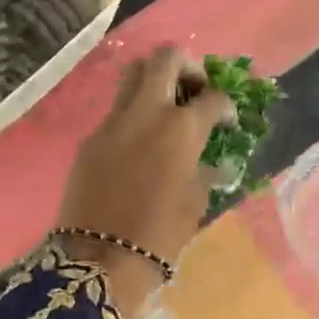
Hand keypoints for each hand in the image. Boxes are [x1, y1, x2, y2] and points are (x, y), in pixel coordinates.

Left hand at [57, 47, 231, 317]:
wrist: (99, 258)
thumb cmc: (159, 235)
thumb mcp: (196, 202)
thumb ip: (205, 170)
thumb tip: (208, 158)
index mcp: (182, 128)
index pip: (212, 96)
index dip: (226, 105)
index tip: (226, 120)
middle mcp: (147, 112)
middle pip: (166, 59)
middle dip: (186, 67)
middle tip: (194, 90)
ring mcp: (114, 120)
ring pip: (134, 73)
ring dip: (154, 79)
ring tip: (166, 106)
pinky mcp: (92, 136)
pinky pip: (116, 109)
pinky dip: (133, 112)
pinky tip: (140, 141)